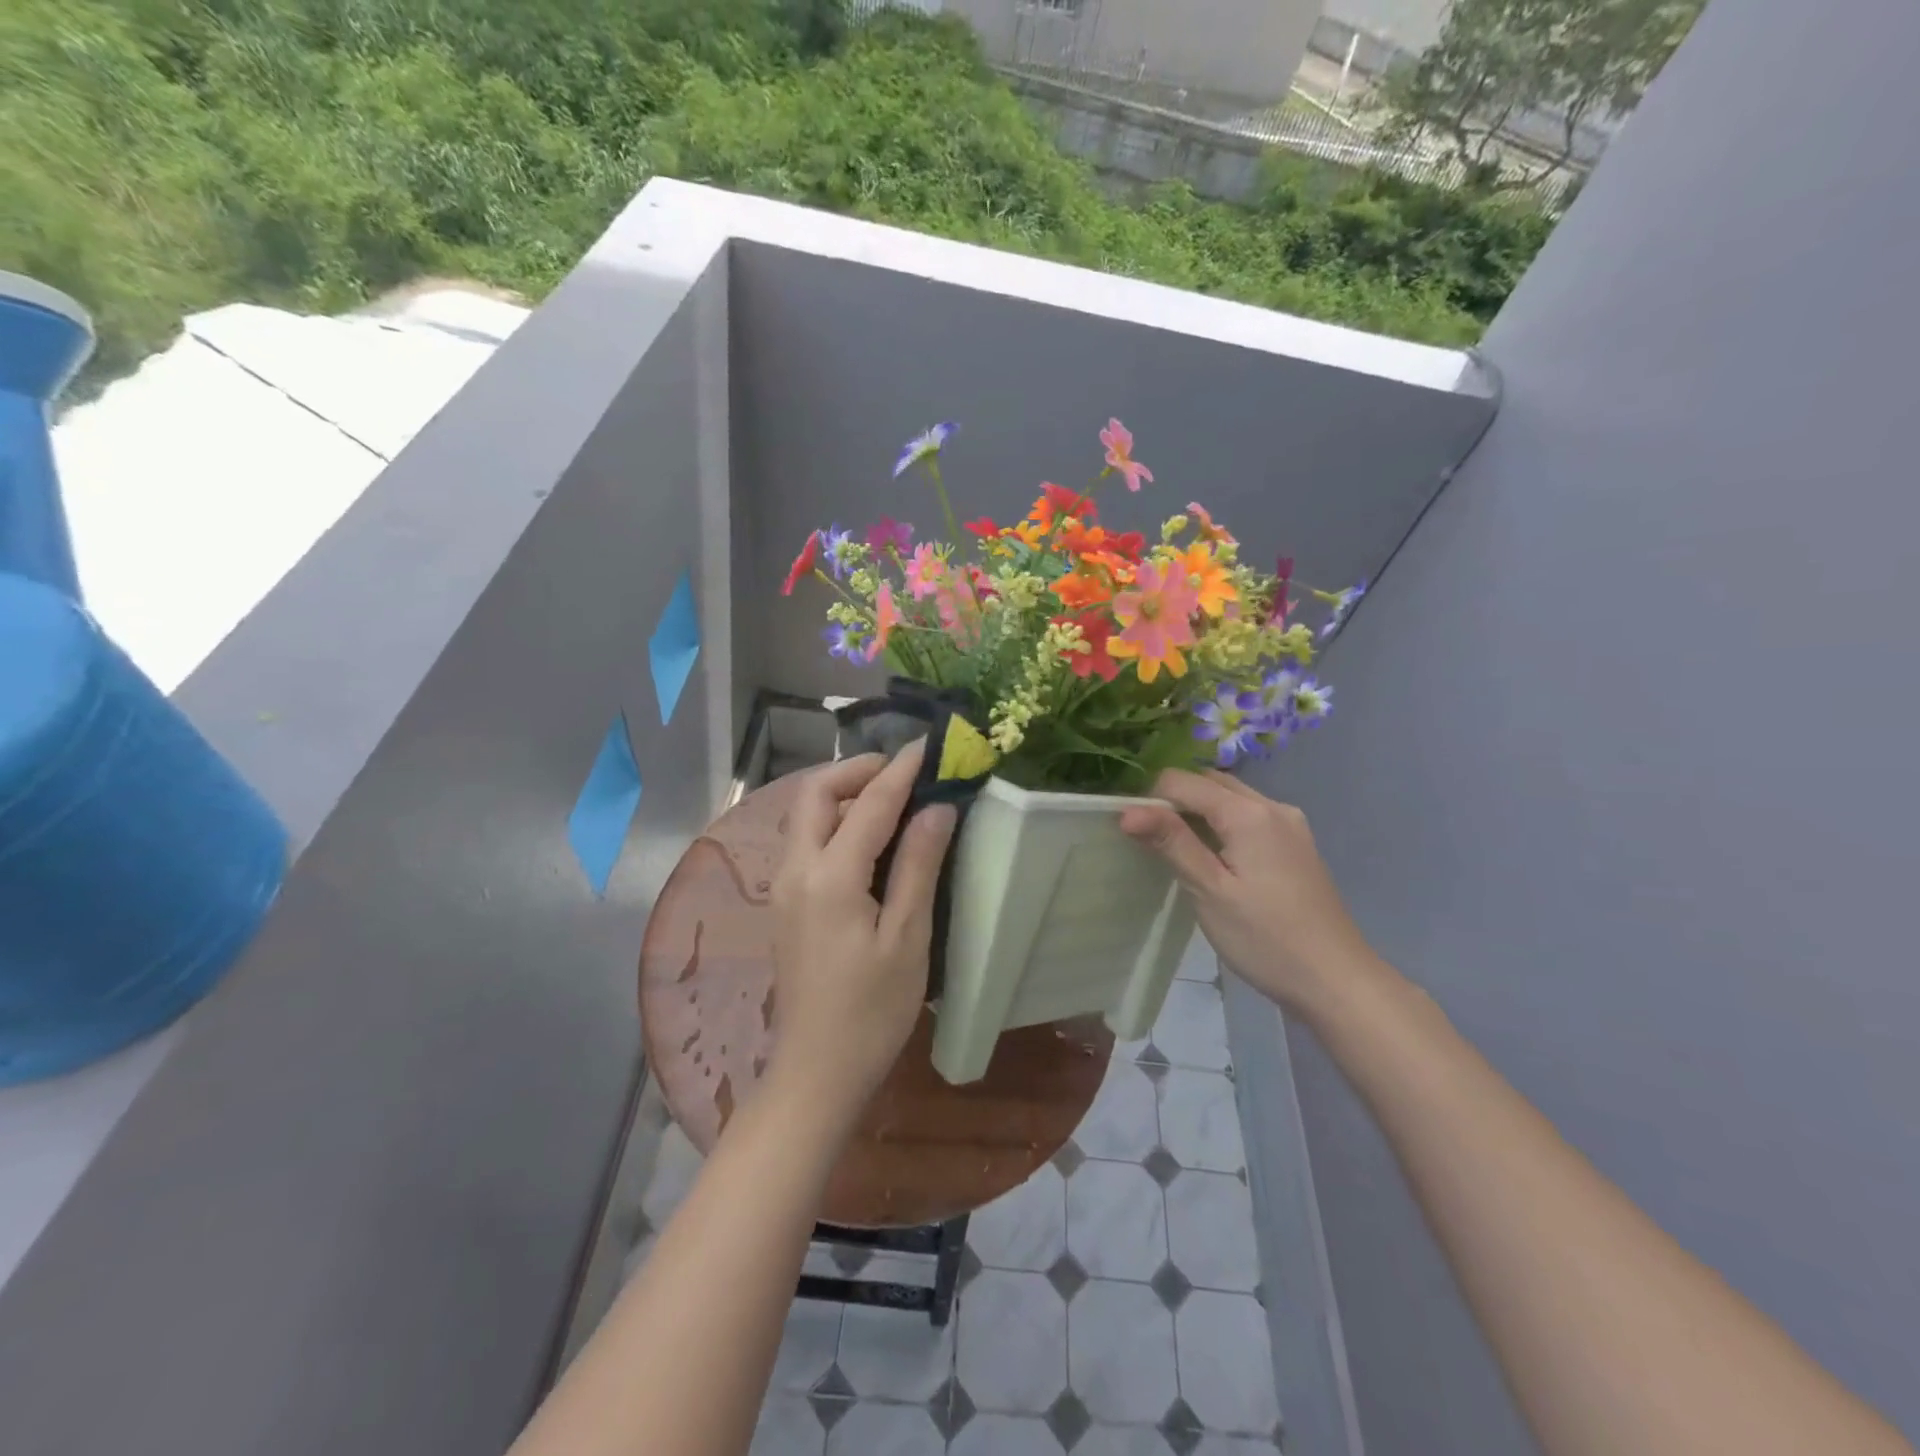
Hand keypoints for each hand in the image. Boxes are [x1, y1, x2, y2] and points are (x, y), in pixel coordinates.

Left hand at [768, 741, 957, 1129]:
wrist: (817, 1071)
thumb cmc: (872, 1011)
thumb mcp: (907, 938)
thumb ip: (918, 865)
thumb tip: (937, 807)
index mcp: (830, 876)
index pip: (870, 803)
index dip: (902, 769)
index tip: (930, 745)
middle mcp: (796, 870)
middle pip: (816, 793)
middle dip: (858, 771)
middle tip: (905, 772)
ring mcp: (785, 886)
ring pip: (807, 815)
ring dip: (846, 794)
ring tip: (894, 800)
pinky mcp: (787, 903)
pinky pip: (808, 840)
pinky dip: (837, 821)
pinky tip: (870, 839)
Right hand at [1120, 769, 1378, 1021]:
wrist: (1336, 980)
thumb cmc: (1265, 938)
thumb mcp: (1209, 890)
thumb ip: (1171, 842)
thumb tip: (1128, 810)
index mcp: (1248, 813)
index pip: (1183, 781)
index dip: (1151, 799)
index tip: (1134, 832)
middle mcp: (1273, 806)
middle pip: (1210, 782)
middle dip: (1175, 799)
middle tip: (1152, 839)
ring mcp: (1291, 825)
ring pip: (1232, 798)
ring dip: (1200, 809)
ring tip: (1179, 848)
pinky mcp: (1298, 845)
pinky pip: (1251, 816)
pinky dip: (1224, 823)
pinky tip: (1216, 858)